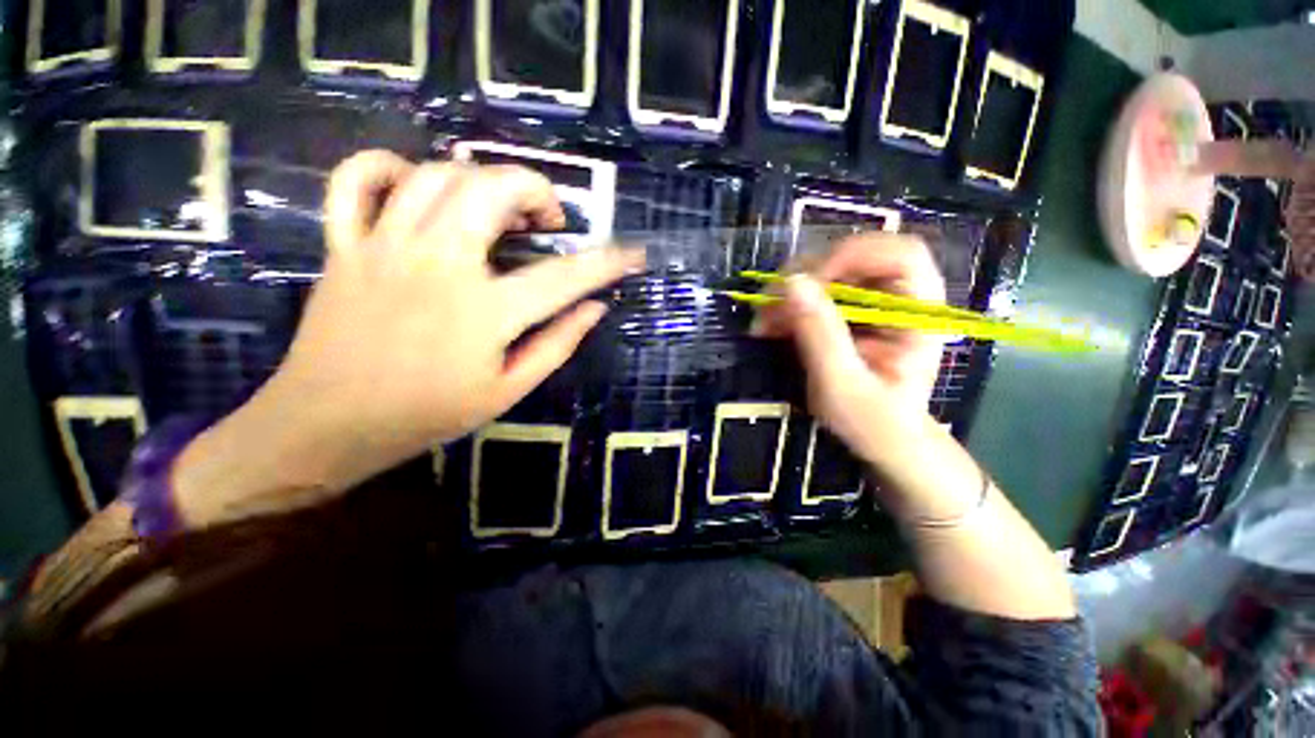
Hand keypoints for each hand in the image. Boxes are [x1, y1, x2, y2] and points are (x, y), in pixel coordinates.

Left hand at [172, 151, 643, 524]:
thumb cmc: (428, 414)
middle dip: (537, 190)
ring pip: (436, 174)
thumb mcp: (509, 390)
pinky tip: (415, 185)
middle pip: (493, 190)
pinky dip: (387, 166)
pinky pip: (356, 179)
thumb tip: (595, 309)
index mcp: (484, 313)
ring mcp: (384, 248)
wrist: (327, 425)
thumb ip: (557, 344)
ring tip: (497, 208)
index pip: (565, 277)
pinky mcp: (344, 245)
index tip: (633, 254)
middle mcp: (437, 266)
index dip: (608, 263)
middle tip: (549, 221)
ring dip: (480, 179)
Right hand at [751, 234, 944, 454]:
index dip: (852, 256)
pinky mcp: (848, 316)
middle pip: (855, 258)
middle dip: (807, 276)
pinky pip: (816, 296)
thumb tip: (791, 284)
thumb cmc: (874, 421)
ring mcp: (870, 306)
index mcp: (918, 312)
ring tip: (764, 319)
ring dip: (791, 291)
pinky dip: (789, 306)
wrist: (881, 442)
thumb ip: (820, 334)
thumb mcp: (843, 383)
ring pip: (830, 274)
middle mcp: (897, 299)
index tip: (809, 285)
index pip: (898, 254)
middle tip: (771, 303)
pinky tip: (770, 324)